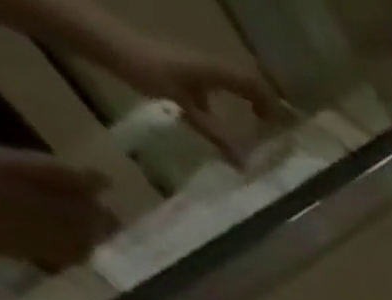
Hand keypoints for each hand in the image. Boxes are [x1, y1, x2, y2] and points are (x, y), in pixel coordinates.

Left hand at [104, 37, 281, 164]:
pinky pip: (217, 86)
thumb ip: (216, 135)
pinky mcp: (182, 71)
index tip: (288, 131)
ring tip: (261, 126)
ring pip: (233, 83)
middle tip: (280, 131)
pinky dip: (228, 100)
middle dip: (267, 105)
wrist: (103, 40)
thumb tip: (246, 167)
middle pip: (248, 83)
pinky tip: (224, 119)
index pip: (256, 86)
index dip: (275, 108)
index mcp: (215, 71)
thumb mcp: (184, 106)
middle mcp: (210, 66)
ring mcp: (196, 67)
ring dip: (249, 101)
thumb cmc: (145, 68)